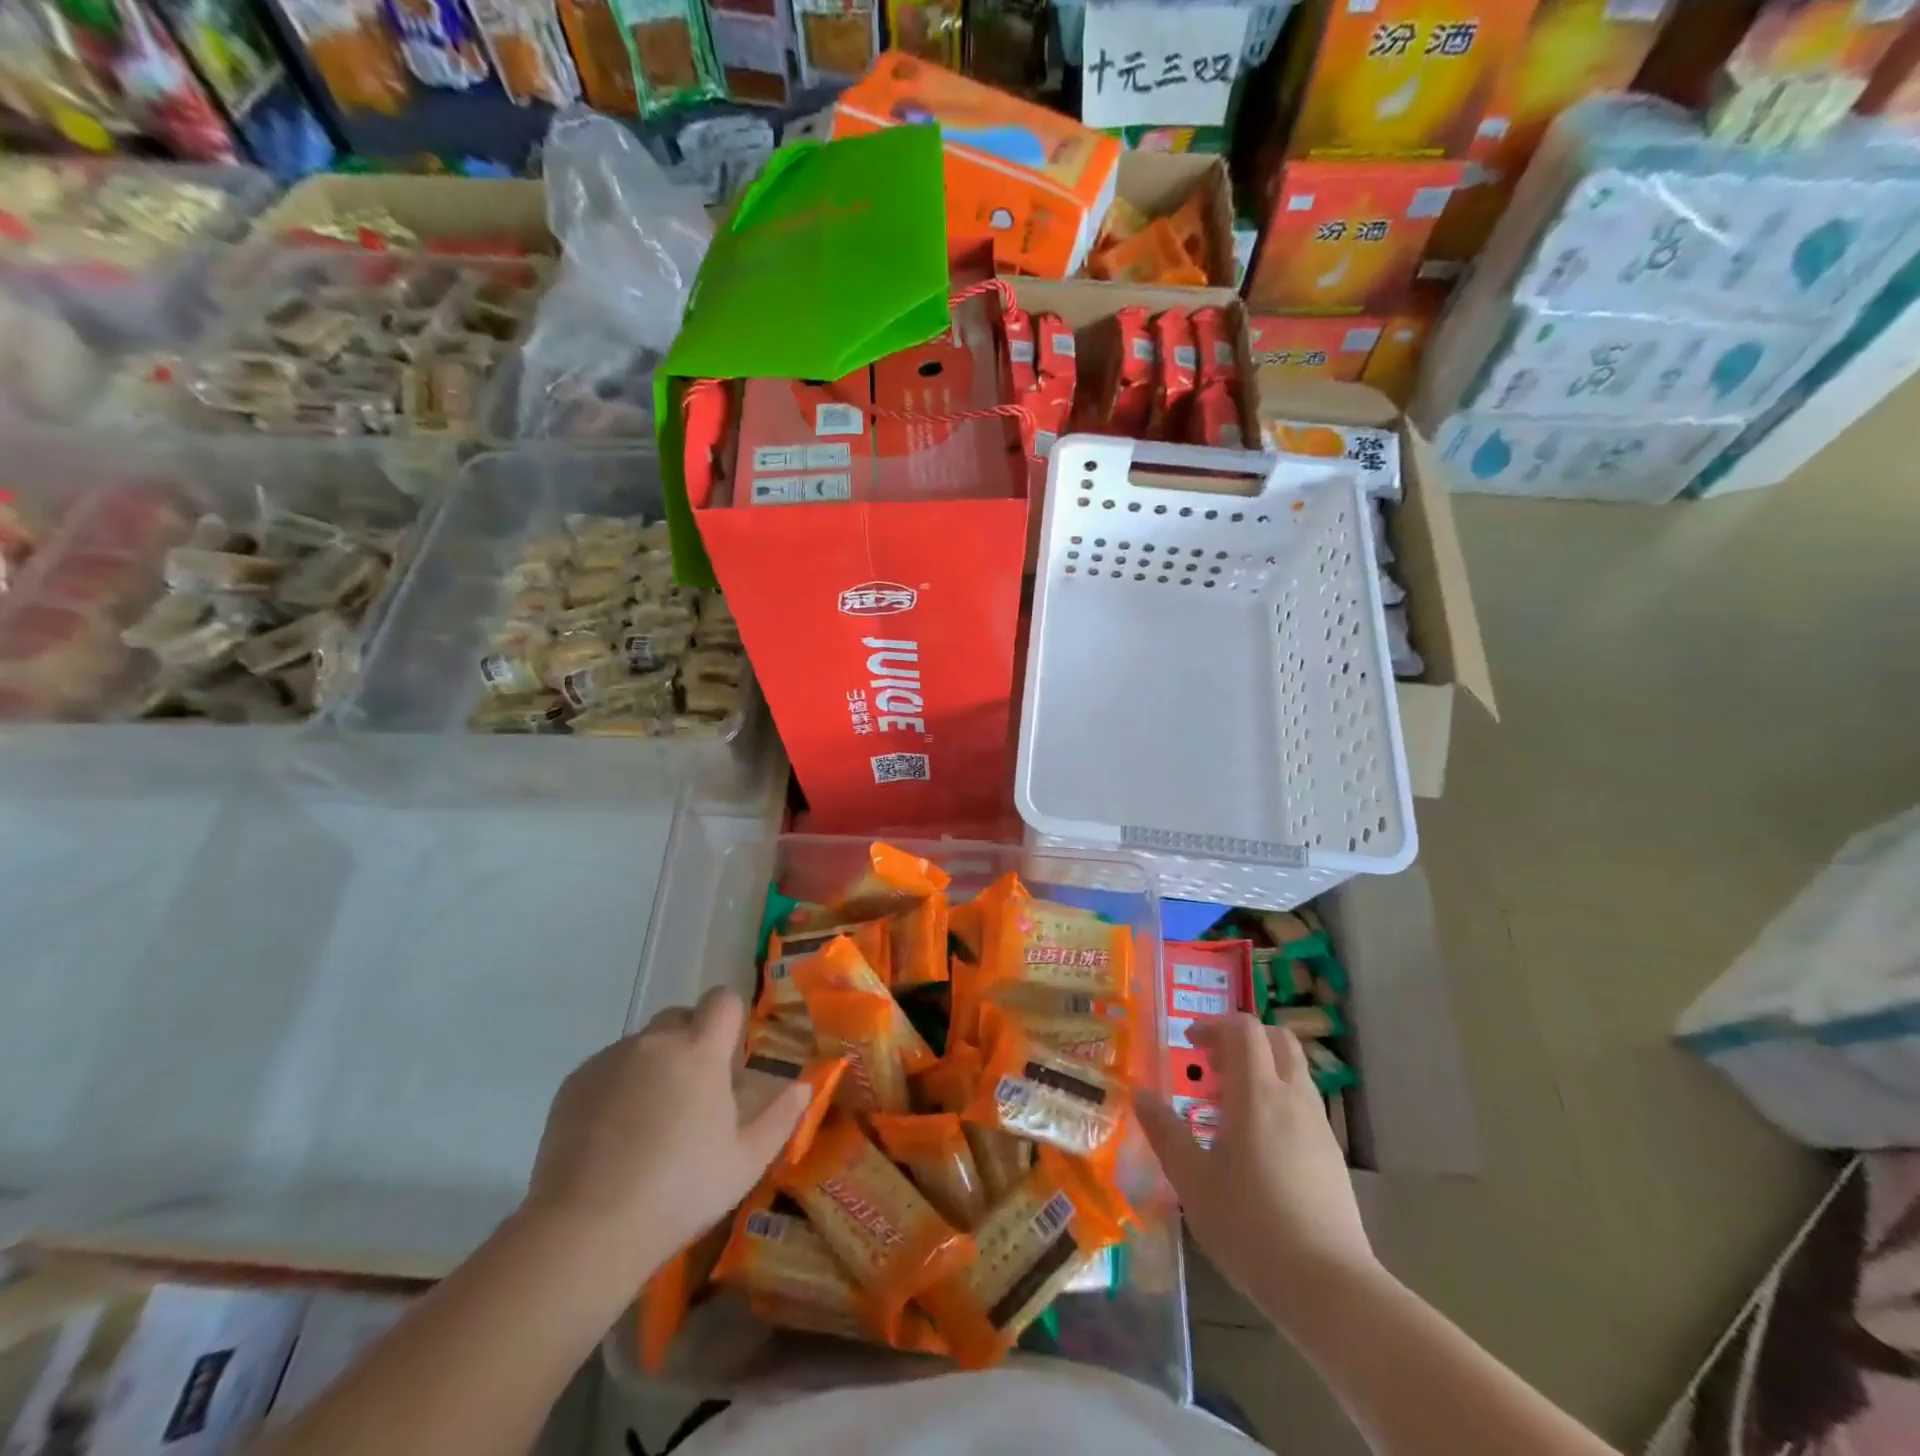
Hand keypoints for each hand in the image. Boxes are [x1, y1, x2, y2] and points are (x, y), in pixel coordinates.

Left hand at [521, 989, 808, 1274]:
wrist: (585, 1232)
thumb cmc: (679, 1193)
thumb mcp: (746, 1162)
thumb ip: (782, 1117)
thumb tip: (803, 1086)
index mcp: (700, 1051)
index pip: (723, 999)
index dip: (731, 1018)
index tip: (730, 1057)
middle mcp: (655, 1041)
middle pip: (681, 1017)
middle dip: (692, 1041)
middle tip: (694, 1093)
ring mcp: (610, 1059)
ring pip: (644, 1044)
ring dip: (655, 1065)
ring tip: (650, 1122)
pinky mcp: (575, 1082)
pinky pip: (608, 1067)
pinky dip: (619, 1086)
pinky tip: (614, 1136)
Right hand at [1136, 1014, 1377, 1323]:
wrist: (1330, 1288)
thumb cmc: (1251, 1227)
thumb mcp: (1193, 1181)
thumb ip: (1165, 1132)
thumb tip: (1140, 1094)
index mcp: (1257, 1093)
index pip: (1243, 1029)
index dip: (1214, 1025)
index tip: (1190, 1045)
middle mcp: (1293, 1097)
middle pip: (1275, 1039)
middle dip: (1242, 1039)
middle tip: (1211, 1066)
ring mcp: (1318, 1125)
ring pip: (1292, 1070)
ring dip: (1260, 1070)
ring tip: (1228, 1107)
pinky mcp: (1331, 1154)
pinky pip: (1301, 1103)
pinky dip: (1276, 1099)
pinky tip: (1256, 1144)